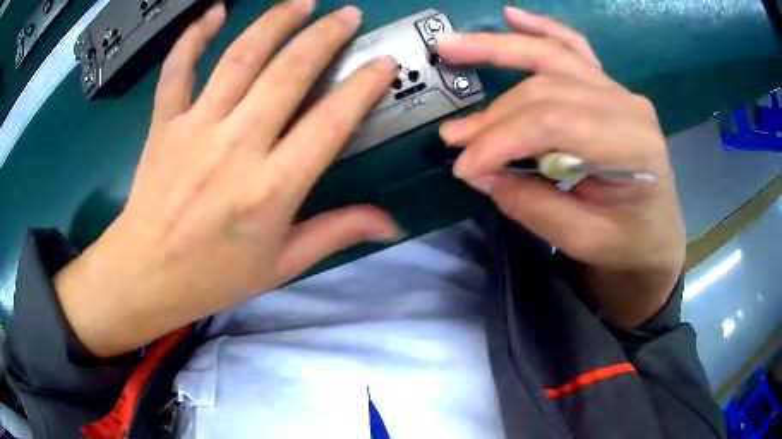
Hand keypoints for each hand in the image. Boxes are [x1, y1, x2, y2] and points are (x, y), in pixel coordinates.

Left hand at [55, 0, 401, 356]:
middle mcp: (235, 147)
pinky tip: (214, 12)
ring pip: (240, 58)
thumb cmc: (213, 277)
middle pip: (288, 73)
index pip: (330, 122)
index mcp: (270, 190)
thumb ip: (336, 233)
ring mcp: (194, 128)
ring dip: (275, 22)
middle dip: (325, 36)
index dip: (363, 86)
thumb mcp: (281, 266)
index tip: (384, 63)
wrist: (146, 275)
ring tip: (302, 2)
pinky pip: (177, 69)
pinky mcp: (164, 123)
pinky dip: (193, 36)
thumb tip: (392, 224)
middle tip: (348, 14)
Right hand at [437, 7, 685, 325]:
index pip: (552, 124)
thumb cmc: (630, 243)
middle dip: (494, 115)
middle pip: (545, 91)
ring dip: (498, 48)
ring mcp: (618, 90)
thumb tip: (478, 174)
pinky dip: (541, 28)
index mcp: (632, 145)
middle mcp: (626, 104)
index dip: (500, 141)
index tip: (463, 168)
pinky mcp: (608, 88)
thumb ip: (533, 206)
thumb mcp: (585, 241)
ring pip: (551, 58)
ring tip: (450, 47)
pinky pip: (573, 48)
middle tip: (453, 136)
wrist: (657, 233)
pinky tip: (512, 15)